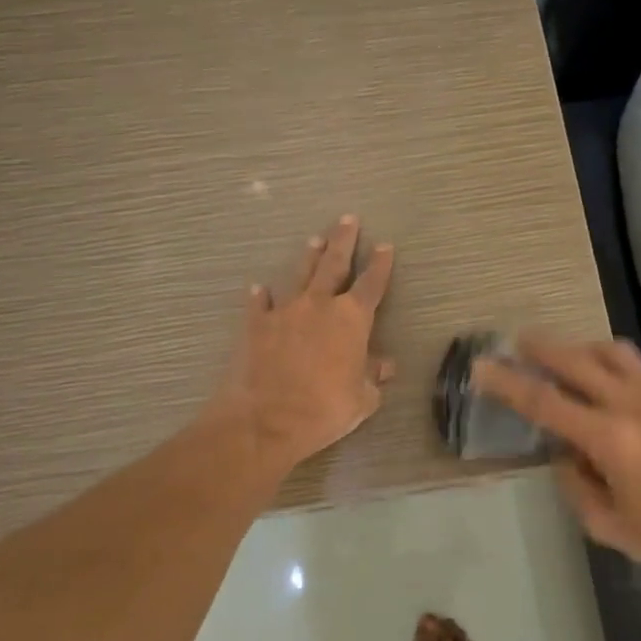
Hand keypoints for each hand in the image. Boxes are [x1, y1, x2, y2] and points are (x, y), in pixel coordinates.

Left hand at [210, 215, 395, 471]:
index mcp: (351, 319)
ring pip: (300, 275)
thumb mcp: (361, 399)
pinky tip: (259, 288)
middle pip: (334, 265)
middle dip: (343, 241)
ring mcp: (284, 311)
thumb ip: (373, 377)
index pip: (372, 284)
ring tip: (314, 240)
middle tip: (348, 219)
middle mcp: (319, 305)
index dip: (380, 265)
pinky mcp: (255, 325)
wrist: (266, 420)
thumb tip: (385, 366)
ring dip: (308, 257)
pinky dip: (261, 296)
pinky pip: (259, 304)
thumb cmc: (324, 409)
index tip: (384, 246)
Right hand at [473, 333, 640, 580]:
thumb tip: (563, 454)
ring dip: (576, 347)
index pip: (544, 402)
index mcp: (607, 438)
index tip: (482, 366)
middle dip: (540, 349)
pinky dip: (606, 357)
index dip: (508, 383)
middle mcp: (628, 406)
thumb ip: (575, 483)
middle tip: (515, 342)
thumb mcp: (607, 524)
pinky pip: (632, 363)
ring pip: (608, 352)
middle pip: (575, 361)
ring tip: (558, 353)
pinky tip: (598, 367)